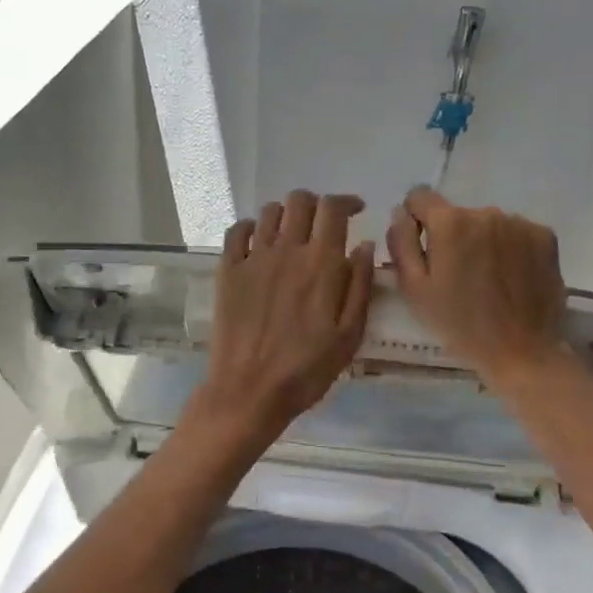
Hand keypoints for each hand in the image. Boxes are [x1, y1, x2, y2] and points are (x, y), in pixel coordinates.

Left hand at [189, 190, 375, 446]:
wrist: (249, 391)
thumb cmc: (307, 370)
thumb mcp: (349, 335)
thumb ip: (360, 286)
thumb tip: (365, 245)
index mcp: (322, 264)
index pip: (333, 209)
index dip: (346, 202)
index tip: (356, 211)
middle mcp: (287, 250)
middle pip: (300, 201)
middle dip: (317, 205)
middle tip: (324, 225)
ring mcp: (253, 258)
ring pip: (271, 212)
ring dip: (287, 215)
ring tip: (294, 235)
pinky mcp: (228, 271)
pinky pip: (238, 231)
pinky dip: (252, 227)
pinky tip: (260, 242)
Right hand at [386, 185, 568, 386]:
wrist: (521, 350)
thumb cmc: (459, 324)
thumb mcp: (414, 288)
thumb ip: (401, 242)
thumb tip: (401, 212)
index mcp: (450, 222)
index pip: (419, 196)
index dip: (415, 219)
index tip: (423, 247)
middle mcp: (486, 212)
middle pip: (457, 214)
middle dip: (452, 236)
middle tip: (457, 276)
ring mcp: (520, 223)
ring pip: (487, 224)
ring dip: (482, 242)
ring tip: (488, 280)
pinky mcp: (545, 236)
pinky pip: (516, 233)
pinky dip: (510, 249)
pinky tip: (511, 278)